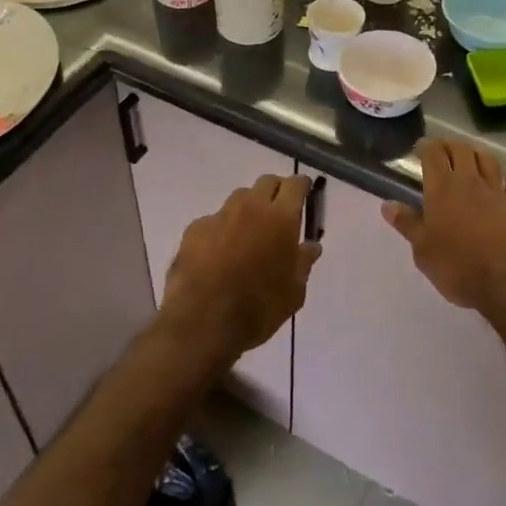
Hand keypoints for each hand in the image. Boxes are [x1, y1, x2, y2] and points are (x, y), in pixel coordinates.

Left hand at [161, 174, 319, 362]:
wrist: (202, 323)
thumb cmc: (258, 308)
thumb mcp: (293, 293)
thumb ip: (303, 263)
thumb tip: (311, 247)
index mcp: (280, 218)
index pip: (295, 184)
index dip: (301, 185)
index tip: (305, 191)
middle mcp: (250, 207)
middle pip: (266, 182)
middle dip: (276, 191)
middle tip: (279, 212)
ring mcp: (220, 216)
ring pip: (239, 198)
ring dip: (249, 208)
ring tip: (249, 233)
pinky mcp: (194, 229)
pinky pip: (214, 220)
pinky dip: (222, 230)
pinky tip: (219, 253)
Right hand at [383, 139, 505, 321]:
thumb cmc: (458, 266)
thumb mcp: (423, 250)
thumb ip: (407, 224)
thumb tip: (388, 204)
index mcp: (442, 189)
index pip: (433, 154)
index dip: (426, 146)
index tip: (421, 147)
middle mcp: (469, 182)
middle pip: (461, 150)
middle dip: (450, 145)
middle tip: (443, 149)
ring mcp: (496, 192)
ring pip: (487, 160)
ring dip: (477, 153)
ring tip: (471, 155)